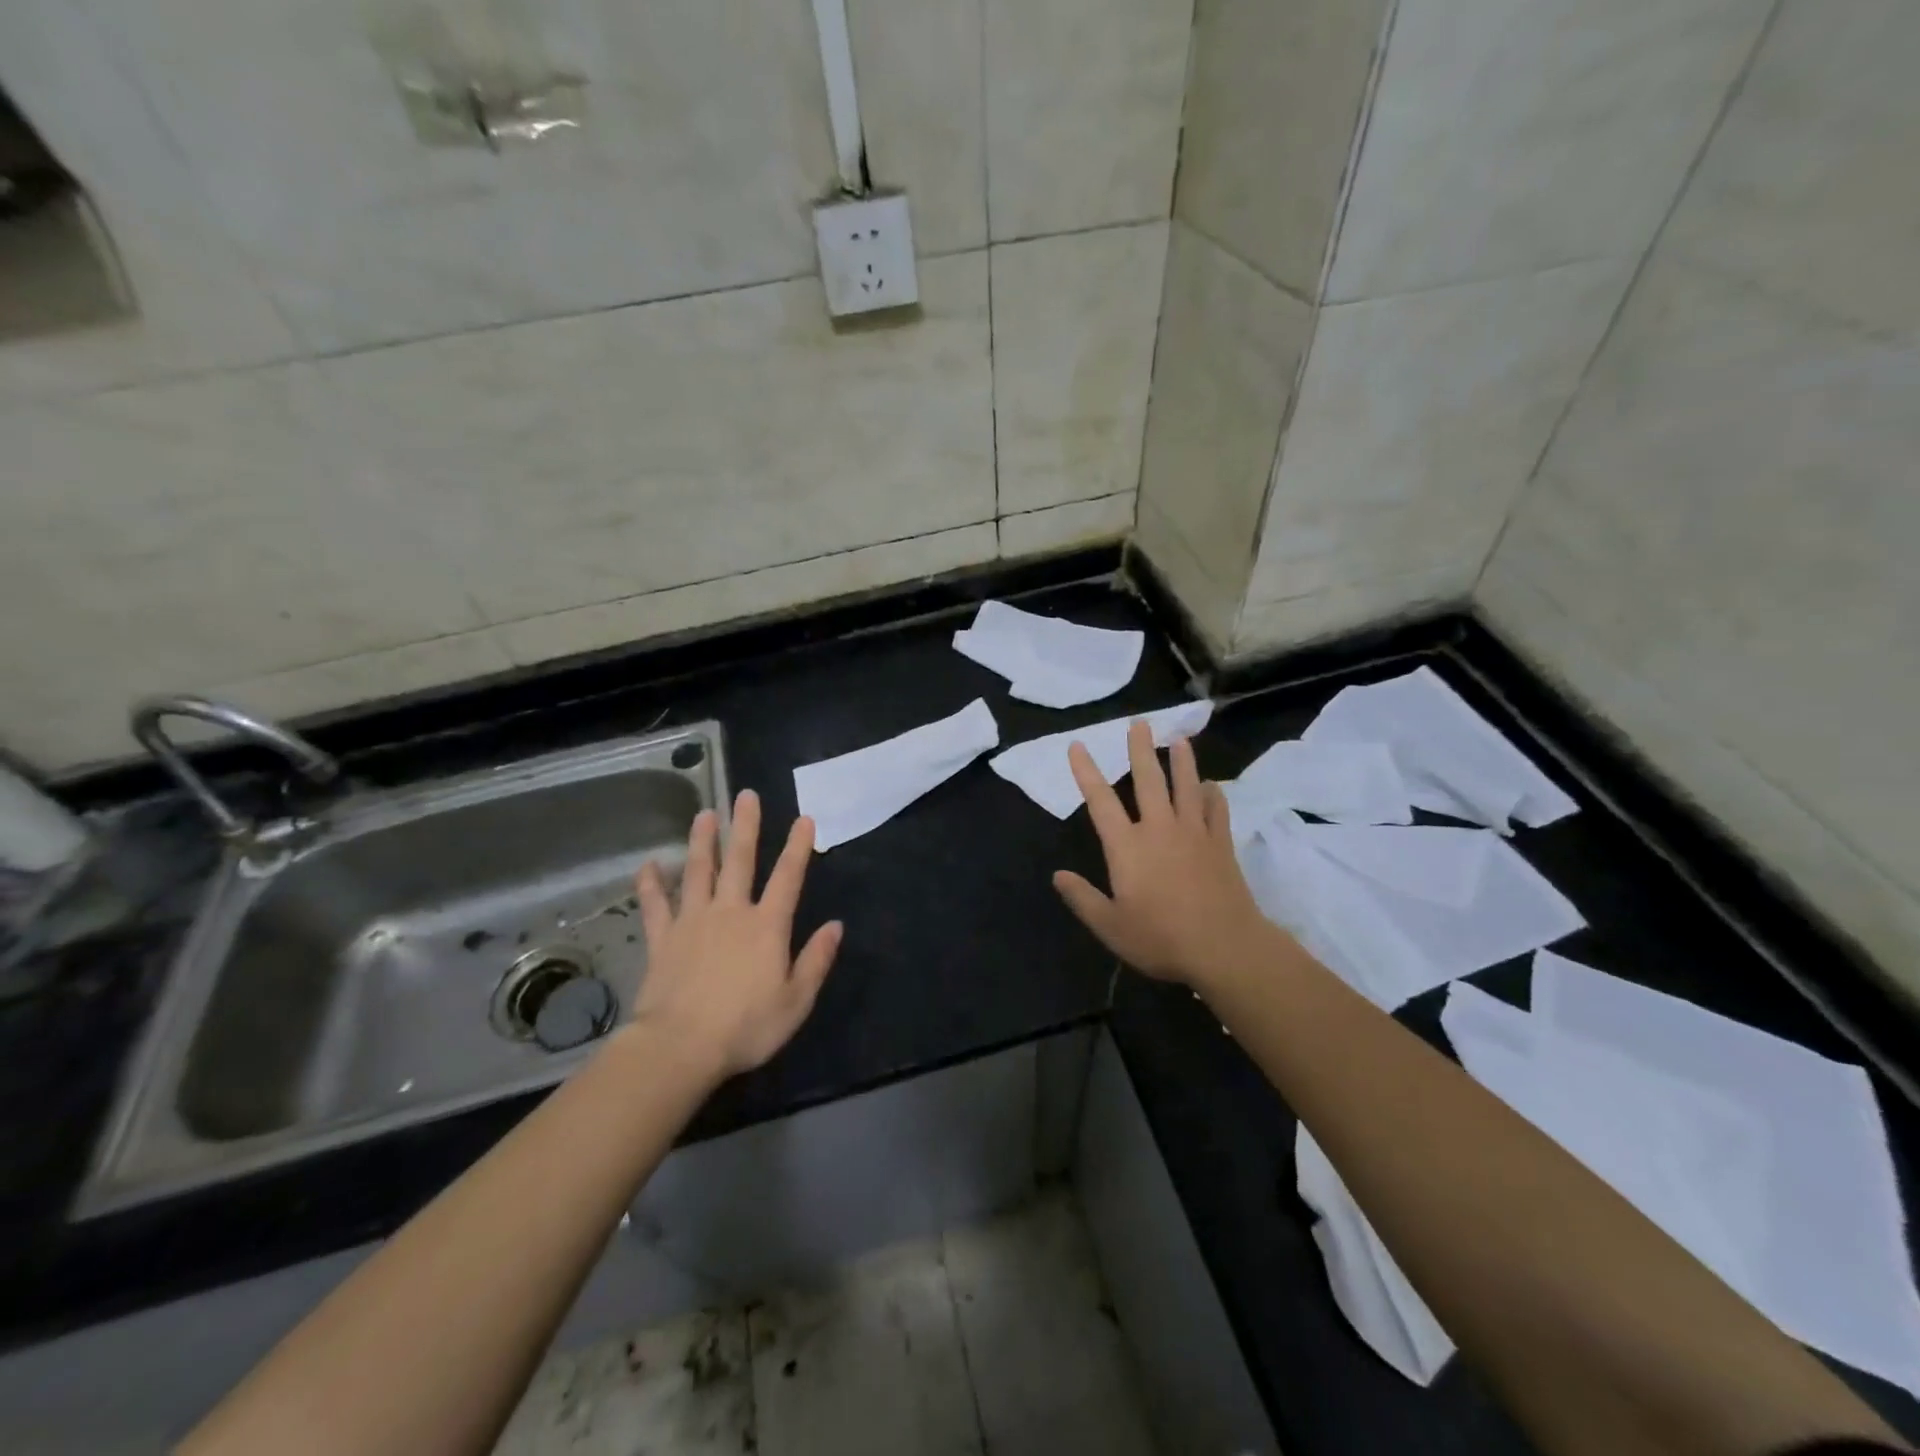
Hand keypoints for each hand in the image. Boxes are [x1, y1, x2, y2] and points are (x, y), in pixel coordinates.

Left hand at [631, 790, 842, 1080]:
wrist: (680, 1048)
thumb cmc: (746, 1027)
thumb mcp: (796, 1001)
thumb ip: (816, 960)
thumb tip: (836, 926)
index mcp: (766, 926)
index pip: (788, 878)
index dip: (798, 847)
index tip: (804, 818)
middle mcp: (730, 913)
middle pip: (740, 861)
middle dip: (746, 826)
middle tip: (746, 795)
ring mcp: (693, 922)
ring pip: (698, 872)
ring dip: (702, 841)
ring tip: (704, 814)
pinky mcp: (663, 940)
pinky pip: (655, 906)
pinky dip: (651, 885)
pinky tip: (648, 865)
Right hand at [1052, 722, 1280, 992]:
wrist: (1225, 948)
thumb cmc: (1161, 938)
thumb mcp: (1110, 926)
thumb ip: (1082, 898)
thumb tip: (1058, 875)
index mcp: (1127, 847)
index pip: (1100, 801)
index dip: (1086, 771)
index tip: (1078, 745)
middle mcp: (1159, 829)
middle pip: (1148, 781)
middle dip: (1141, 750)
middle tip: (1139, 723)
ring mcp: (1194, 833)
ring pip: (1186, 787)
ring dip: (1181, 761)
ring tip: (1179, 739)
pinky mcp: (1221, 845)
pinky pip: (1217, 810)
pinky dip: (1213, 794)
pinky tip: (1211, 786)